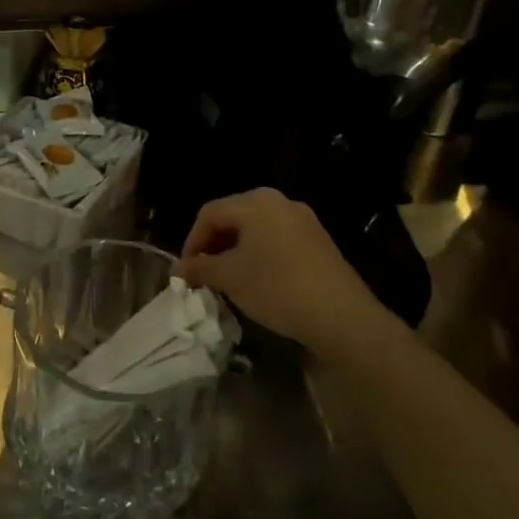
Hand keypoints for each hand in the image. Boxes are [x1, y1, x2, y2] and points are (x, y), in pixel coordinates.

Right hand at [175, 188, 398, 358]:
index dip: (191, 241)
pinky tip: (257, 280)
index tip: (185, 271)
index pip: (209, 214)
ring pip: (256, 230)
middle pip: (233, 218)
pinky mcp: (318, 241)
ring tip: (227, 279)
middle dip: (213, 245)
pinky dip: (259, 255)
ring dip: (235, 251)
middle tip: (203, 274)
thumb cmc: (276, 287)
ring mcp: (303, 220)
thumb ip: (199, 268)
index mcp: (255, 202)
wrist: (341, 316)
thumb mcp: (229, 278)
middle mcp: (280, 202)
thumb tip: (177, 269)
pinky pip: (277, 240)